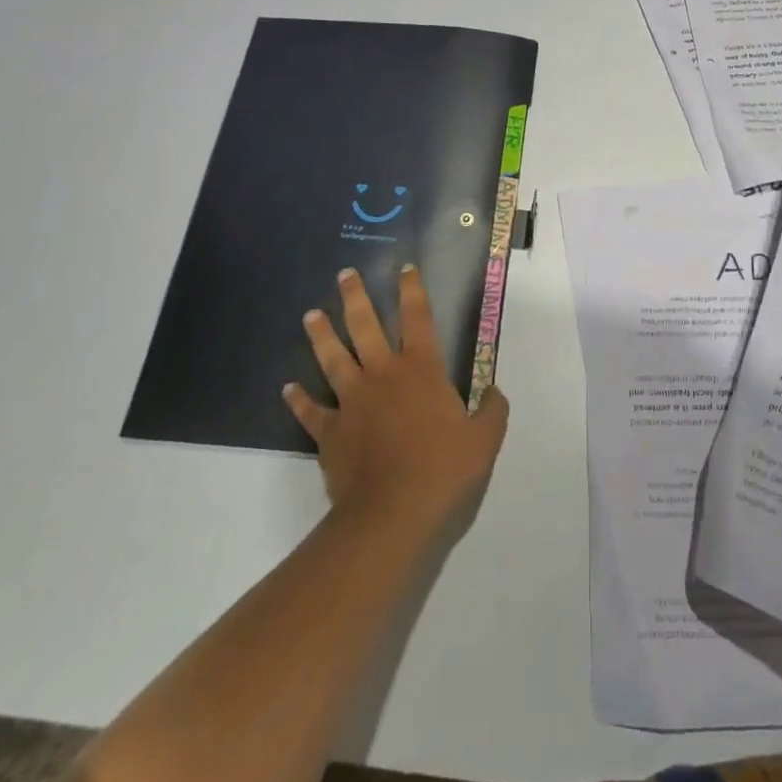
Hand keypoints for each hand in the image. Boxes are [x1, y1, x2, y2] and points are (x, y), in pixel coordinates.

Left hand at [285, 266, 509, 539]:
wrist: (393, 512)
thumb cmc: (443, 469)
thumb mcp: (484, 439)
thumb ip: (492, 411)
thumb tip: (494, 392)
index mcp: (422, 370)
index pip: (418, 318)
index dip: (412, 290)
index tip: (404, 268)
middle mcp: (383, 375)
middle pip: (365, 326)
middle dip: (355, 298)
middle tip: (344, 275)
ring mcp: (352, 401)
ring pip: (333, 358)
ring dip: (321, 335)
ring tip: (310, 315)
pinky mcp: (330, 431)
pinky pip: (311, 411)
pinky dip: (299, 399)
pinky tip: (288, 389)